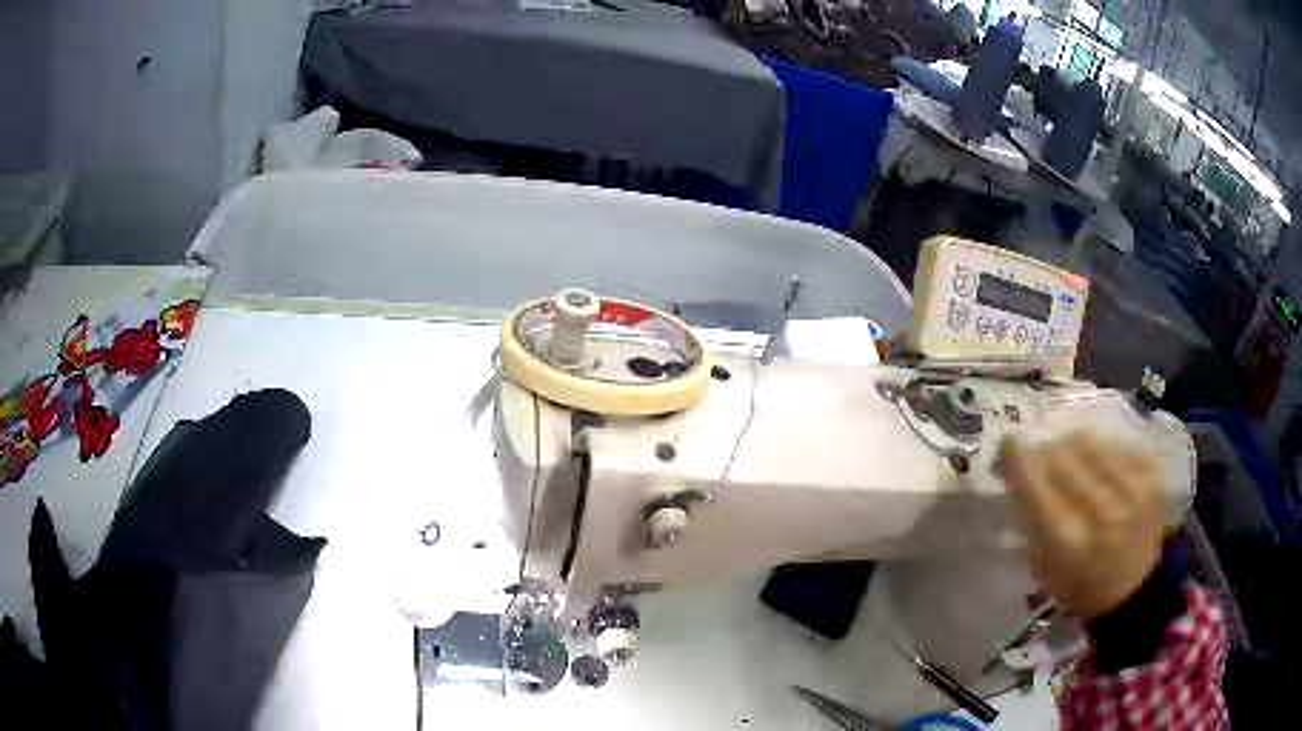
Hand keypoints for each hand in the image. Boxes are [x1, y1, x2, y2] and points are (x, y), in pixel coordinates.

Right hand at [997, 433, 1165, 619]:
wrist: (1137, 589)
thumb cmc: (1082, 587)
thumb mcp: (1046, 567)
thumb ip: (1033, 520)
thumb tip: (1019, 472)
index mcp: (1068, 542)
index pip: (1035, 482)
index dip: (1016, 458)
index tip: (1007, 446)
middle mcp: (1102, 511)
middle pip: (1061, 455)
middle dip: (1044, 453)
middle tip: (1039, 459)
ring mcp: (1131, 489)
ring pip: (1088, 442)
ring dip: (1071, 447)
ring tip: (1070, 460)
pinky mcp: (1150, 474)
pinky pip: (1114, 444)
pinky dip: (1099, 451)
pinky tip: (1098, 466)